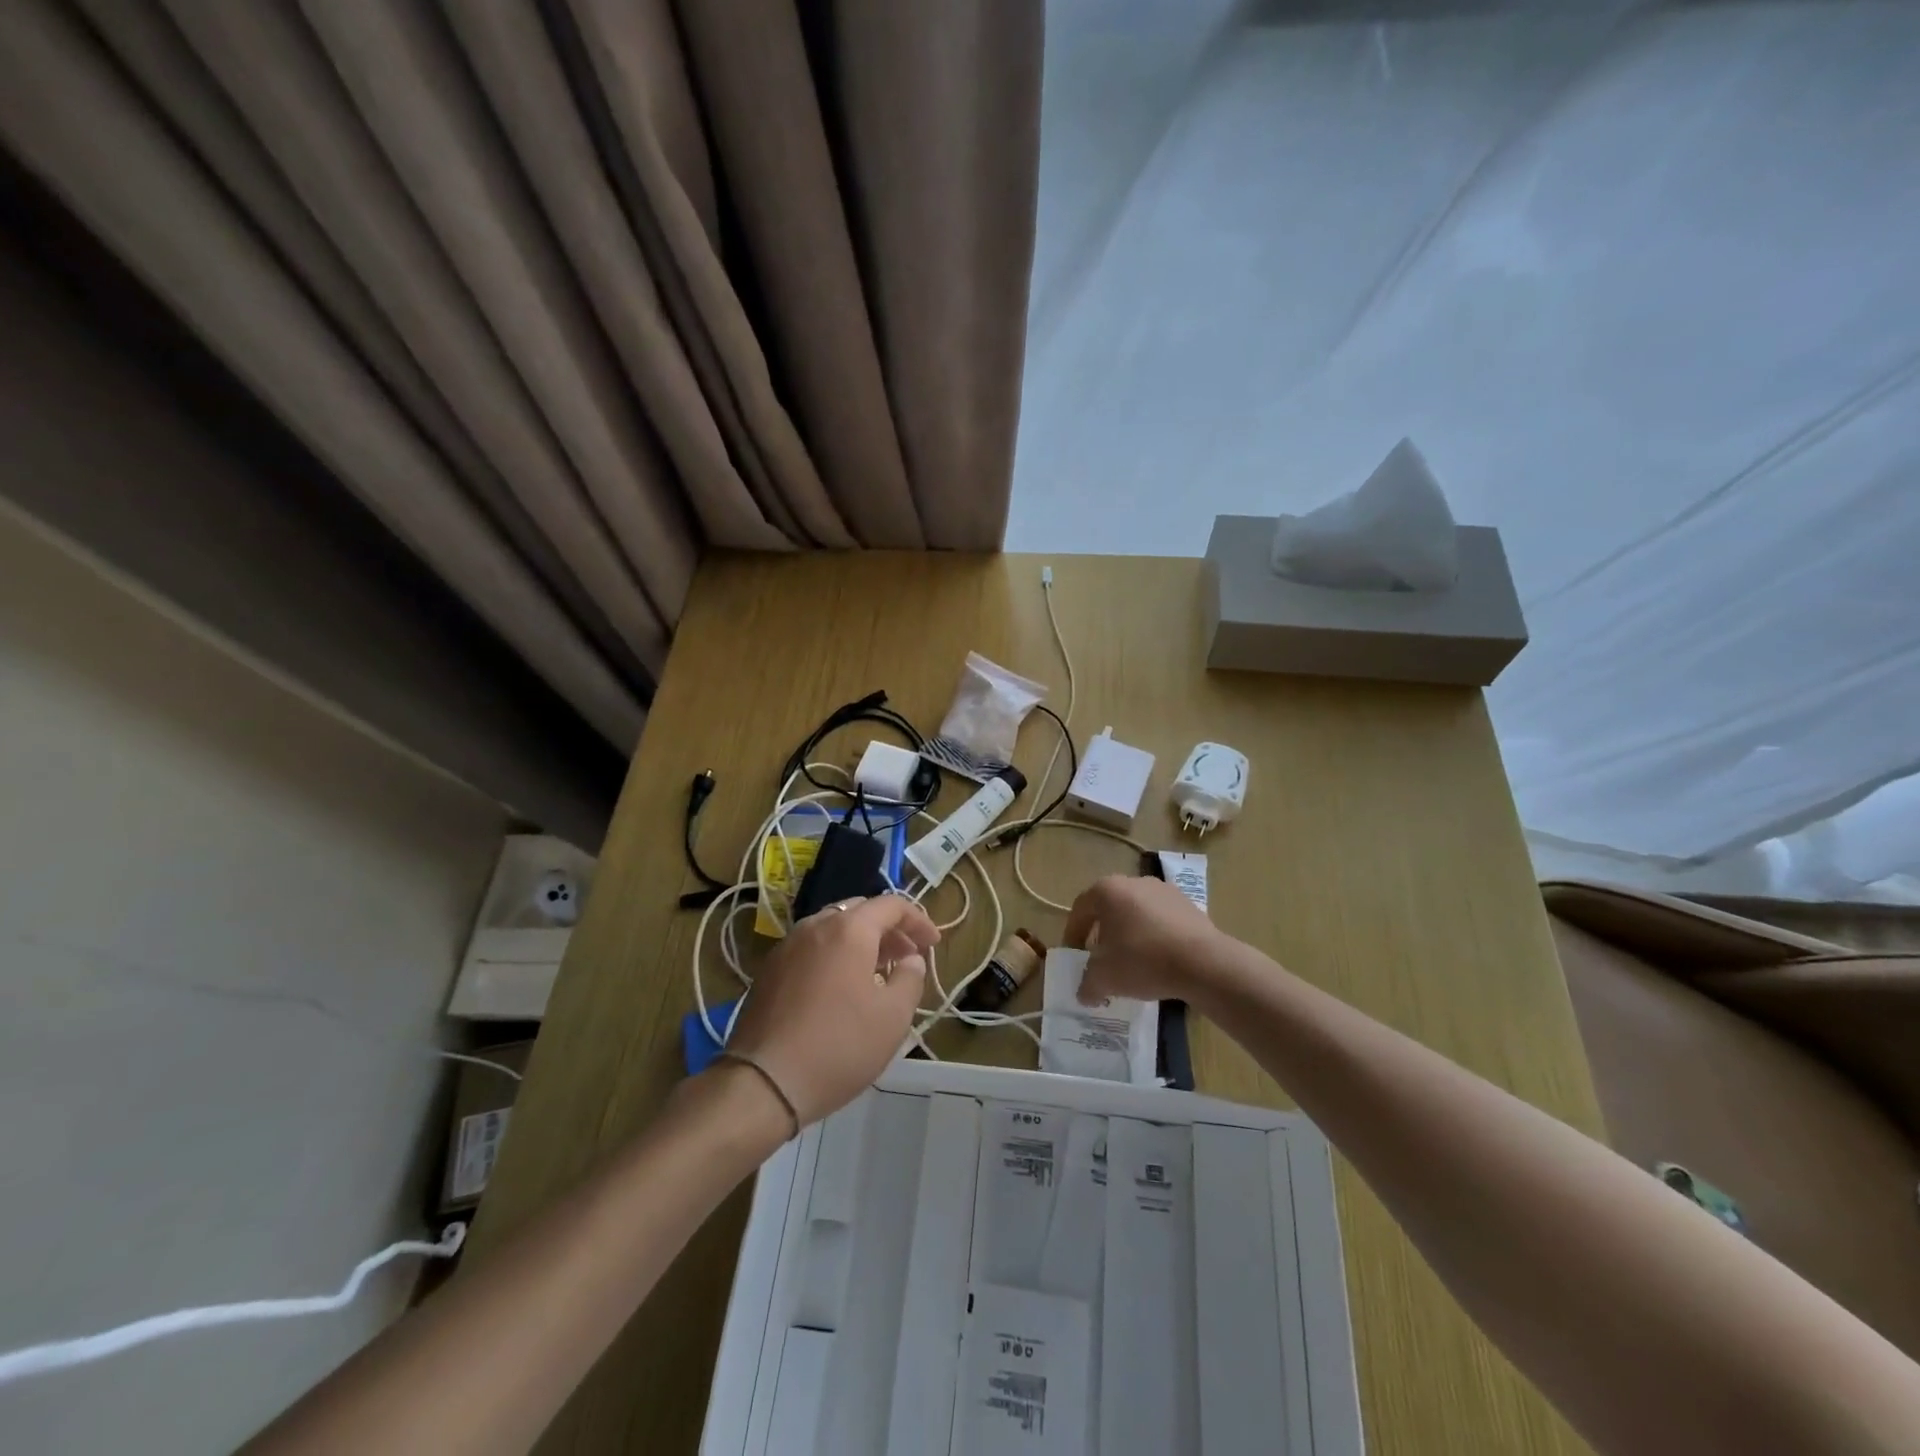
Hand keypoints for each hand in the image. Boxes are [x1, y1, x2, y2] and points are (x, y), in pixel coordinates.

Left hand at [725, 895, 938, 1128]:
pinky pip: (812, 948)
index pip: (891, 905)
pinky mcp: (769, 970)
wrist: (763, 1082)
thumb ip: (910, 978)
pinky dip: (835, 955)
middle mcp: (816, 926)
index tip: (934, 943)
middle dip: (889, 929)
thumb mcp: (892, 1017)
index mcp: (849, 930)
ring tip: (877, 973)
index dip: (918, 920)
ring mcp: (787, 946)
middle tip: (907, 956)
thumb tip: (910, 959)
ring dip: (861, 942)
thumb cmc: (839, 1045)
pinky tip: (842, 989)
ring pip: (833, 928)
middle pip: (860, 911)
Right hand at [1063, 875, 1228, 1005]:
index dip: (1073, 934)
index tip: (1075, 956)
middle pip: (1109, 908)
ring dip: (1129, 935)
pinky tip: (1159, 961)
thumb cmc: (1143, 960)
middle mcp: (1134, 882)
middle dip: (1102, 934)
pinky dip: (1154, 937)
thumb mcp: (1105, 978)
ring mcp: (1164, 890)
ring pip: (1136, 913)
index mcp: (1107, 890)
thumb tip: (1084, 994)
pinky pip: (1161, 920)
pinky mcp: (1188, 905)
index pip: (1080, 909)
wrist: (1204, 962)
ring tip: (1132, 964)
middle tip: (1101, 960)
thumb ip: (1087, 985)